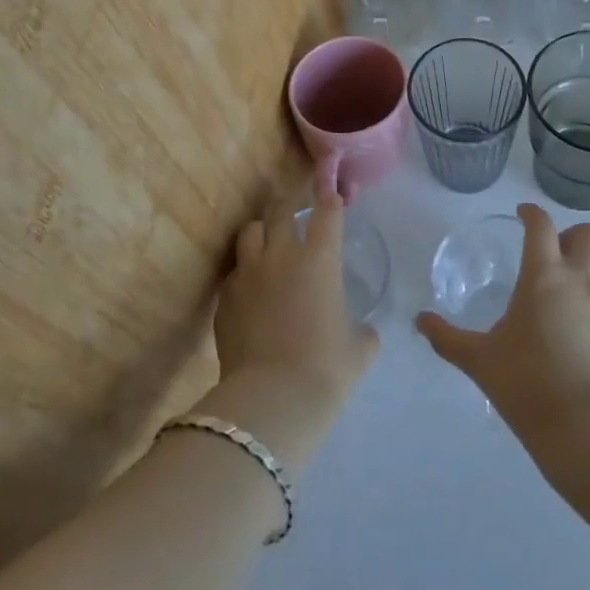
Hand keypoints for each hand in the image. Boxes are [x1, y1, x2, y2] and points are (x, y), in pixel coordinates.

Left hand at [207, 191, 378, 469]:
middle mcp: (282, 255)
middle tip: (295, 214)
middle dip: (289, 207)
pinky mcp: (225, 298)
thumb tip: (364, 334)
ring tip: (267, 243)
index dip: (330, 196)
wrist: (271, 400)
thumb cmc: (325, 371)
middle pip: (281, 211)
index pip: (326, 212)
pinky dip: (244, 271)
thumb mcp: (358, 352)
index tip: (331, 188)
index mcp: (320, 259)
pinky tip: (251, 288)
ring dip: (261, 232)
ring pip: (250, 231)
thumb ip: (362, 334)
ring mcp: (248, 273)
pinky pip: (235, 271)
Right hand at [416, 202, 589, 437]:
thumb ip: (447, 338)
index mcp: (543, 276)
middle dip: (572, 235)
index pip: (541, 225)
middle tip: (552, 255)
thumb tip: (420, 321)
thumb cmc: (527, 383)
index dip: (531, 213)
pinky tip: (584, 322)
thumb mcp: (479, 360)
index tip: (522, 215)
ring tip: (575, 284)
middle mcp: (580, 280)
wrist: (586, 427)